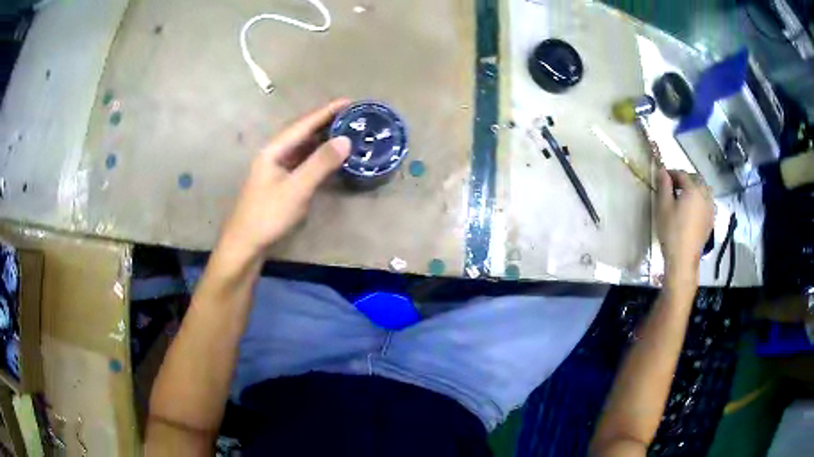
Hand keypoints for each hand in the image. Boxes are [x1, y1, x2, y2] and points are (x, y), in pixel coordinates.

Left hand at [219, 99, 351, 259]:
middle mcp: (274, 154)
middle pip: (302, 132)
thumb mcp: (296, 189)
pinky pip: (302, 161)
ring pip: (302, 147)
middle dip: (326, 122)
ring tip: (345, 132)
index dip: (326, 111)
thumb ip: (320, 164)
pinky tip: (329, 158)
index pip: (303, 124)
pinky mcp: (280, 183)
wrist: (245, 244)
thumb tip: (346, 140)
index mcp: (274, 150)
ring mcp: (276, 169)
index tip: (349, 101)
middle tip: (351, 116)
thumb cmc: (267, 215)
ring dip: (322, 138)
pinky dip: (318, 156)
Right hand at [656, 168, 713, 281]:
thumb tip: (662, 170)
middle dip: (685, 179)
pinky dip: (702, 200)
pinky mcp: (711, 220)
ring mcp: (710, 209)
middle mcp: (704, 195)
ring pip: (705, 190)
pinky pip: (709, 203)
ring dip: (696, 188)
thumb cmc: (672, 231)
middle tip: (674, 187)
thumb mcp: (663, 207)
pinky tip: (695, 209)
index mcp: (693, 189)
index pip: (682, 174)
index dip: (672, 173)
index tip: (663, 178)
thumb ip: (664, 186)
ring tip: (687, 196)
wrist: (683, 259)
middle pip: (696, 179)